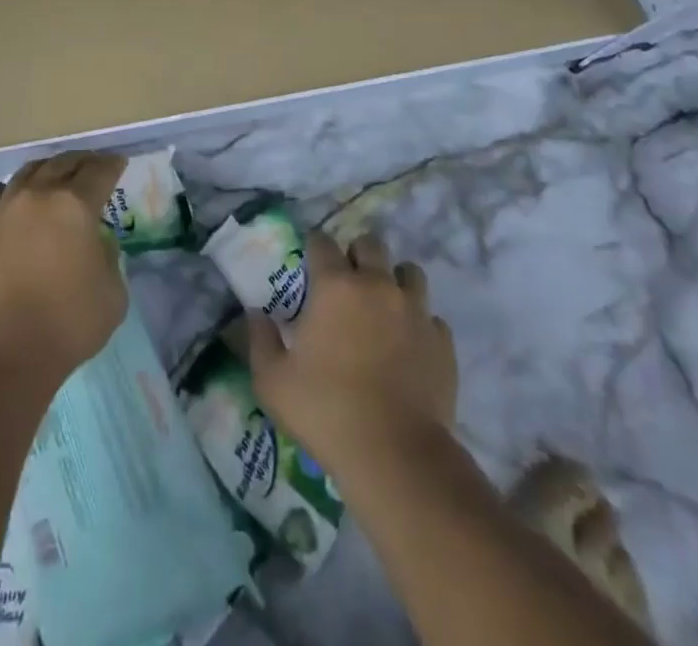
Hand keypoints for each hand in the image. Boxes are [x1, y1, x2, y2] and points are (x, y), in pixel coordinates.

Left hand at [0, 152, 127, 386]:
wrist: (6, 353)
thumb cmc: (69, 324)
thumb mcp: (114, 293)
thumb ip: (109, 258)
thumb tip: (94, 245)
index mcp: (75, 205)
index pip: (99, 172)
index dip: (112, 165)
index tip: (118, 163)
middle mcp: (38, 195)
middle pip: (63, 164)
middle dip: (82, 162)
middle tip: (92, 166)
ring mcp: (4, 208)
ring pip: (27, 172)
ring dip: (46, 170)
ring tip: (53, 177)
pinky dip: (3, 189)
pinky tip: (9, 197)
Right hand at [248, 230, 456, 473]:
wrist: (396, 456)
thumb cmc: (325, 411)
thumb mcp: (272, 381)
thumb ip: (260, 340)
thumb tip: (254, 314)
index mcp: (334, 286)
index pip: (321, 242)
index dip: (313, 247)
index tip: (308, 263)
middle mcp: (377, 285)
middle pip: (370, 245)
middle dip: (357, 254)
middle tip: (346, 282)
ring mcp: (415, 311)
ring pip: (409, 272)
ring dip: (394, 280)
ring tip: (383, 306)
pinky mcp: (442, 342)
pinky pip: (431, 316)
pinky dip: (419, 323)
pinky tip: (409, 345)